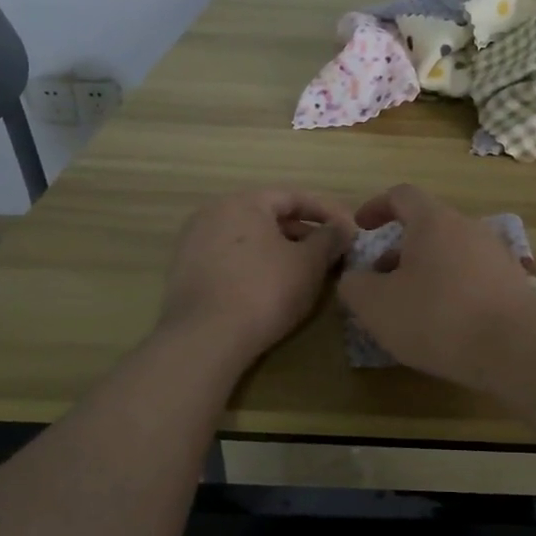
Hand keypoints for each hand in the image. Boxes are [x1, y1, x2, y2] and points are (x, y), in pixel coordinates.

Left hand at [159, 188, 355, 369]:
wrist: (205, 338)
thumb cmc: (265, 290)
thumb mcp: (309, 264)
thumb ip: (330, 239)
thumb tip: (343, 228)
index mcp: (244, 202)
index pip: (294, 197)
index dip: (327, 212)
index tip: (349, 230)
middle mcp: (213, 212)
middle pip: (269, 216)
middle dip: (303, 233)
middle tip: (329, 253)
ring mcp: (194, 242)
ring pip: (249, 238)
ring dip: (280, 250)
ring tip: (304, 272)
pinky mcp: (185, 271)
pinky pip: (230, 258)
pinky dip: (255, 265)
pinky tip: (271, 287)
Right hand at [337, 184, 535, 389]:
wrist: (517, 348)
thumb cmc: (438, 317)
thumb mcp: (377, 306)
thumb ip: (355, 286)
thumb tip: (355, 279)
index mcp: (434, 221)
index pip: (402, 196)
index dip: (376, 207)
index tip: (361, 227)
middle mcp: (468, 228)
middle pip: (427, 227)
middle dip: (398, 250)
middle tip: (380, 282)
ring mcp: (496, 254)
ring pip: (450, 253)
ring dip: (425, 272)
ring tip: (410, 308)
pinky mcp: (513, 283)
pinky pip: (472, 276)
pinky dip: (451, 289)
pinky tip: (445, 323)